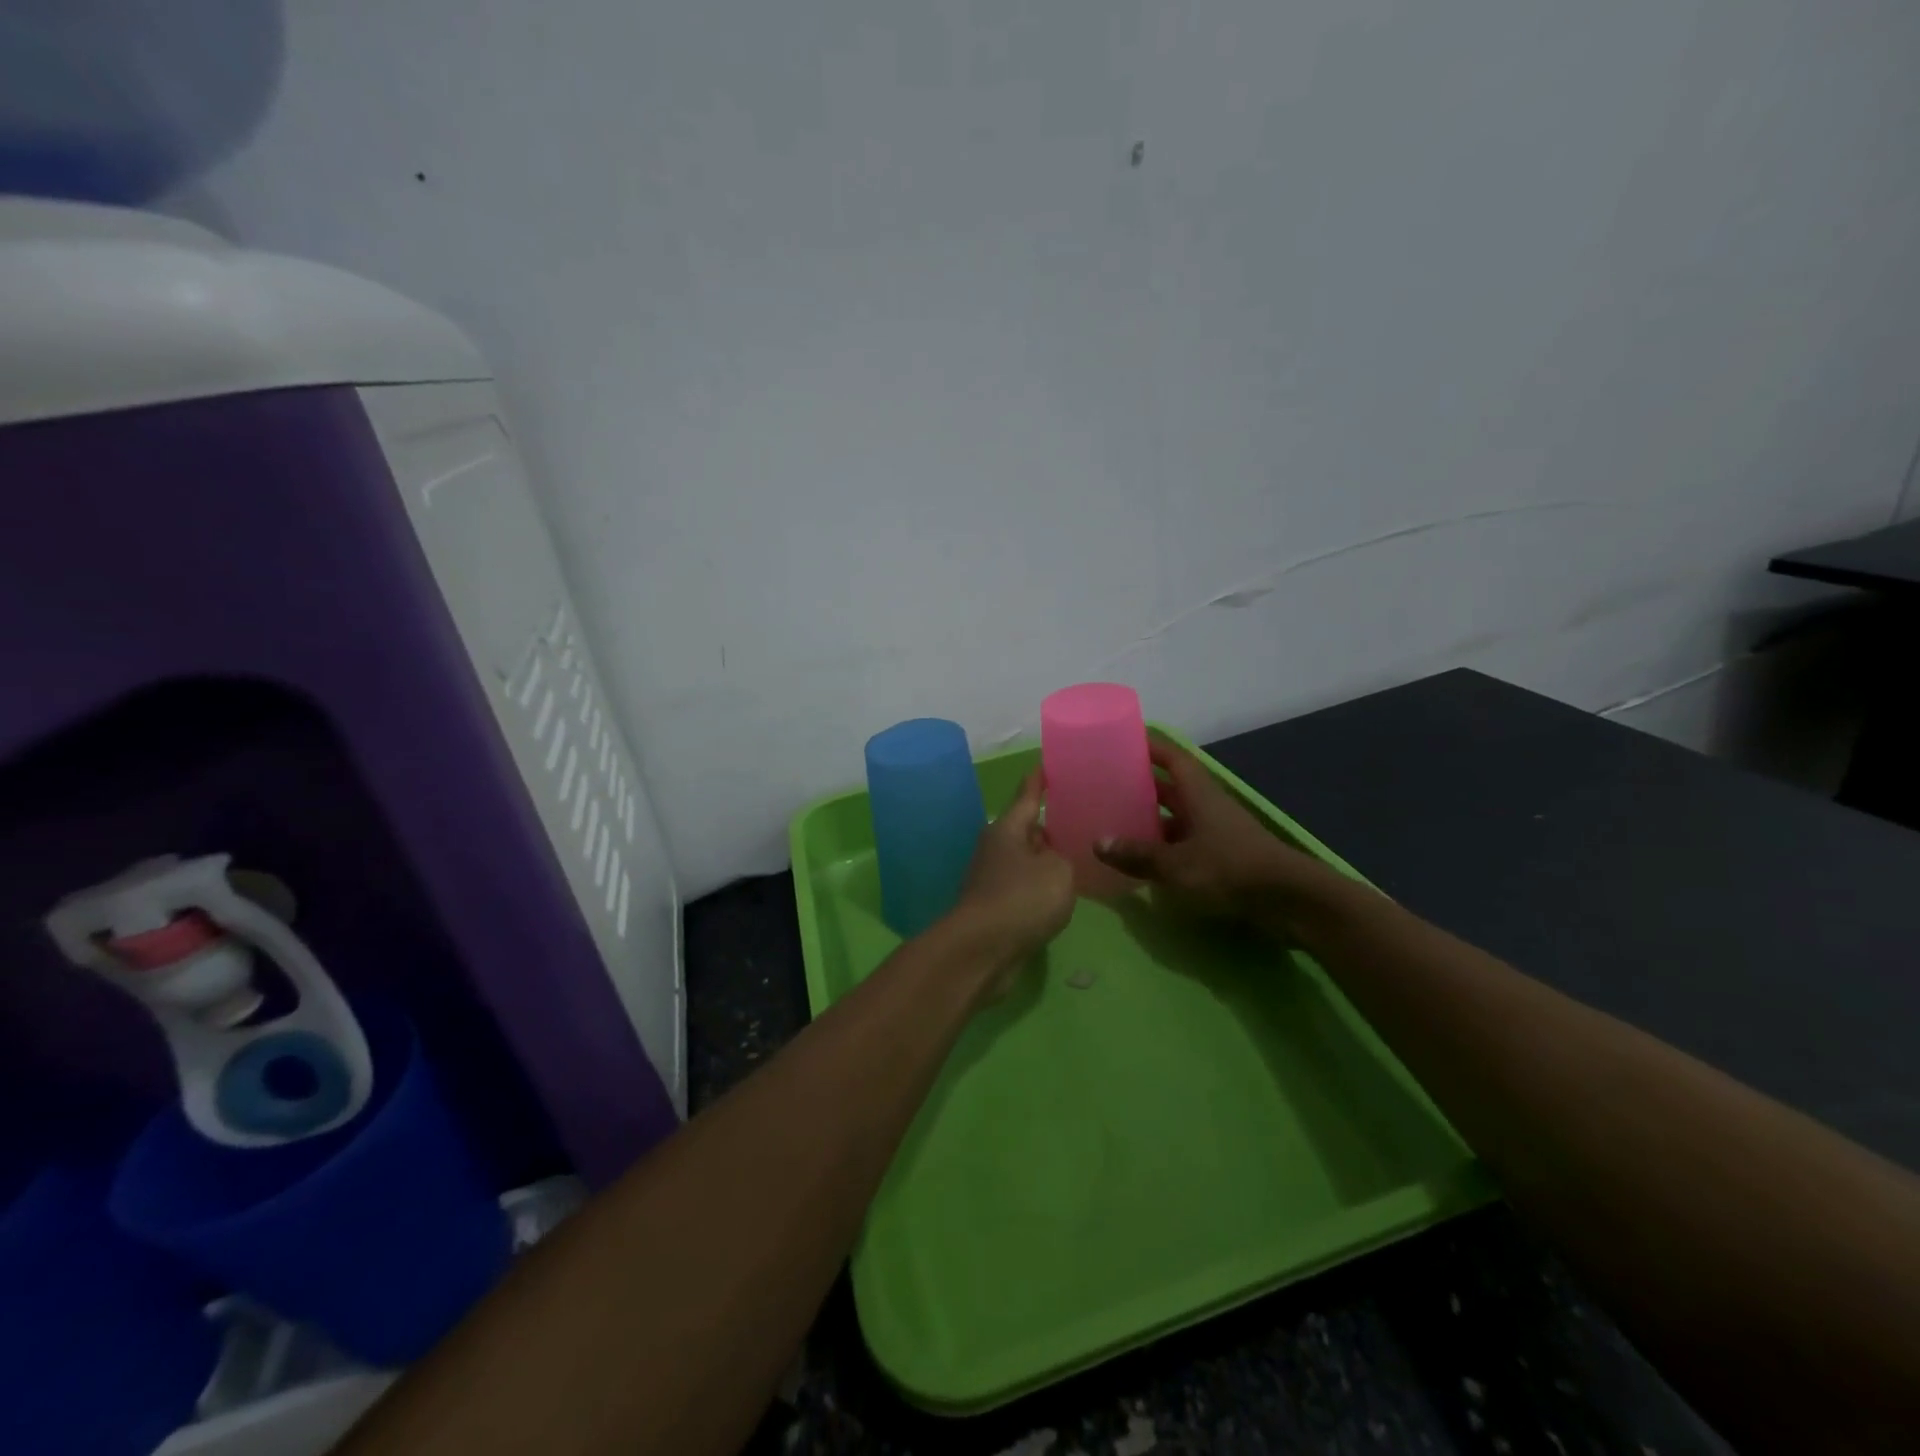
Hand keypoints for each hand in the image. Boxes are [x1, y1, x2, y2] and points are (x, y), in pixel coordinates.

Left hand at [944, 769, 1075, 995]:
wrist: (981, 951)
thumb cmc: (1021, 899)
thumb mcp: (1058, 871)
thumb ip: (1063, 857)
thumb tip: (1052, 857)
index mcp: (1007, 829)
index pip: (1027, 796)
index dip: (1039, 781)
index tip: (1045, 764)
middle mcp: (995, 848)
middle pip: (1025, 829)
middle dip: (1047, 825)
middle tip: (1077, 820)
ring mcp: (990, 879)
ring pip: (1024, 860)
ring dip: (1044, 860)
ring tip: (1075, 858)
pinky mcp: (992, 907)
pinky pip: (1022, 888)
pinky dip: (1038, 888)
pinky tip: (1059, 895)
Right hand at [1093, 732, 1338, 917]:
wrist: (1289, 900)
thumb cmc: (1230, 869)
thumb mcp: (1176, 864)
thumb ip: (1137, 854)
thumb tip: (1098, 843)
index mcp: (1198, 793)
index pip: (1171, 757)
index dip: (1148, 745)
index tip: (1121, 740)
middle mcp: (1207, 805)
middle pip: (1171, 786)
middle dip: (1142, 783)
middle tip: (1107, 785)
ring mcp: (1218, 831)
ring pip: (1178, 816)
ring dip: (1152, 818)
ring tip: (1117, 822)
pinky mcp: (1224, 856)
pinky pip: (1186, 842)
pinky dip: (1165, 846)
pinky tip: (1144, 858)